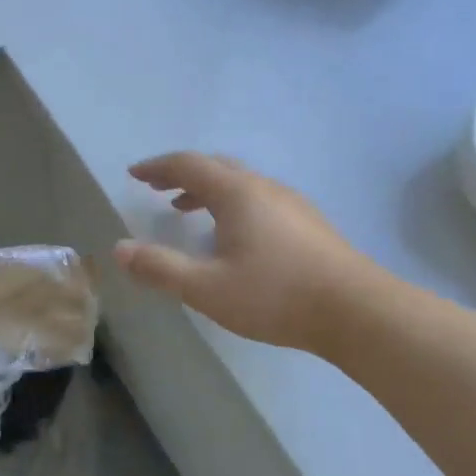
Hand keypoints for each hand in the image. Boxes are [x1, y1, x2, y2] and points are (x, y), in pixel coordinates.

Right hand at [114, 152, 372, 354]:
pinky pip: (259, 199)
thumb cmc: (275, 295)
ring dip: (208, 191)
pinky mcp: (309, 223)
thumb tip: (119, 250)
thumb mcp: (207, 288)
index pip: (188, 165)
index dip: (157, 167)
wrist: (356, 310)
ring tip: (187, 210)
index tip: (134, 174)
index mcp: (237, 193)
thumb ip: (160, 268)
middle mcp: (264, 187)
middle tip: (157, 188)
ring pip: (241, 184)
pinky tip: (235, 236)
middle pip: (216, 167)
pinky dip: (233, 205)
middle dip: (182, 175)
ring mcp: (291, 203)